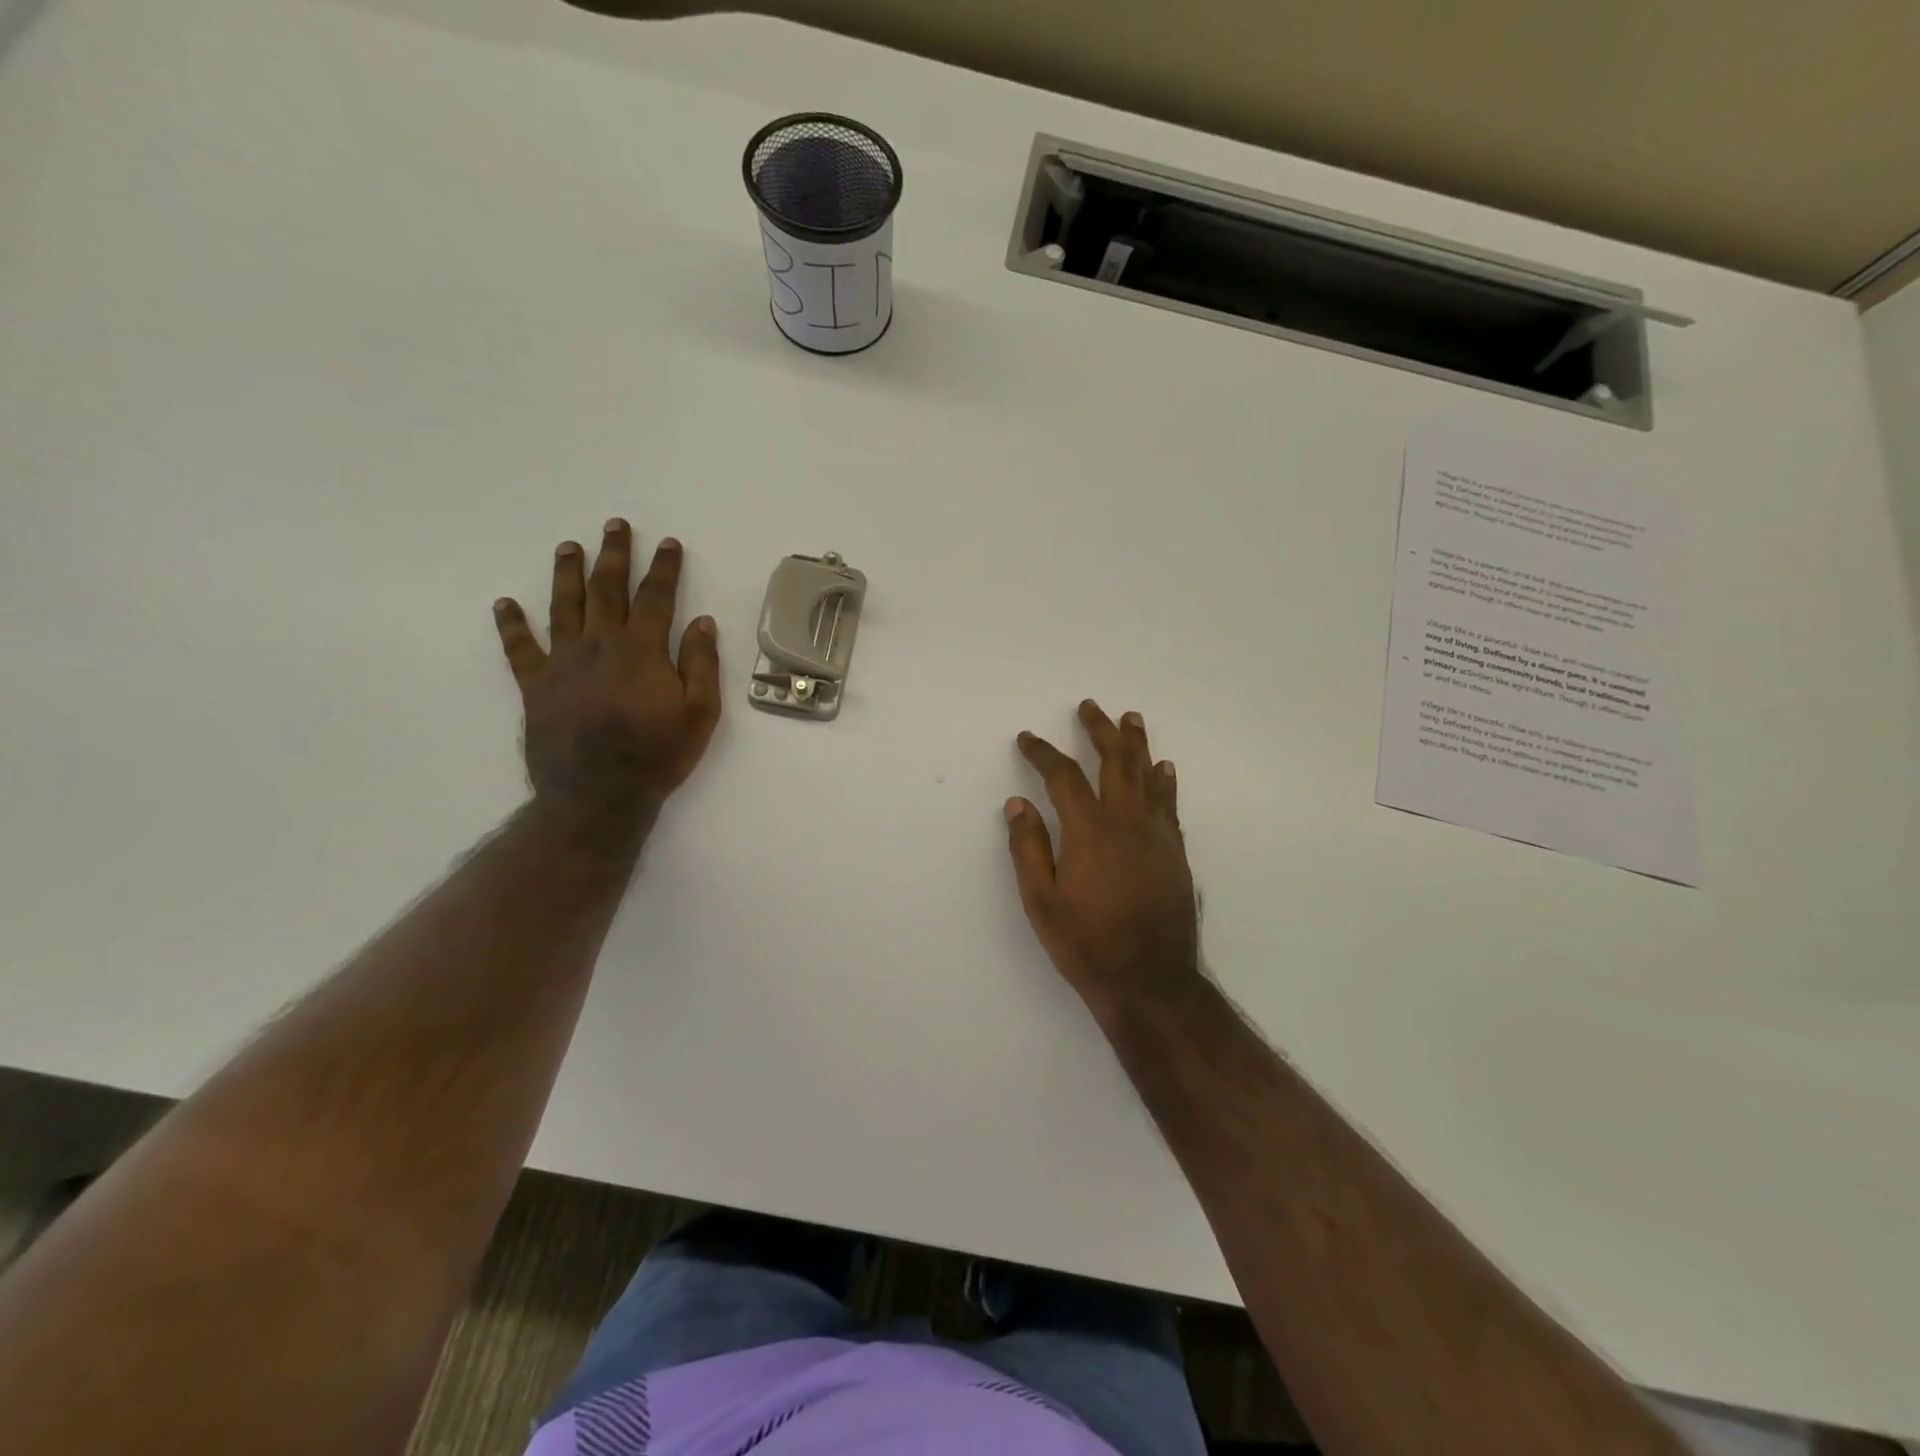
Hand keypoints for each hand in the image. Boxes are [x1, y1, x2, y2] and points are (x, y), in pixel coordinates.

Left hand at [493, 520, 720, 821]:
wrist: (598, 795)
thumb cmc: (657, 755)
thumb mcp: (700, 714)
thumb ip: (701, 664)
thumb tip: (702, 622)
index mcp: (642, 651)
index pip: (655, 597)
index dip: (663, 568)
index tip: (668, 544)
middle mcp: (599, 645)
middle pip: (606, 590)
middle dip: (614, 555)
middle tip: (616, 526)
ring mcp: (563, 664)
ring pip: (563, 607)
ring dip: (566, 574)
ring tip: (569, 546)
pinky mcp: (536, 686)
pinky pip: (520, 649)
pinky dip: (512, 625)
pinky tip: (505, 604)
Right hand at [1007, 700, 1200, 1024]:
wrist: (1150, 981)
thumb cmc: (1086, 943)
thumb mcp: (1041, 901)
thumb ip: (1028, 848)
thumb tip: (1017, 802)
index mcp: (1089, 831)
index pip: (1064, 777)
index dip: (1043, 753)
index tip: (1028, 738)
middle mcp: (1126, 822)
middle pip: (1114, 762)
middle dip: (1100, 731)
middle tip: (1090, 707)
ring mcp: (1157, 836)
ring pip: (1148, 776)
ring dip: (1137, 744)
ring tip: (1131, 718)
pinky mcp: (1176, 853)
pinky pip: (1170, 805)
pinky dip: (1165, 782)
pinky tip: (1164, 769)